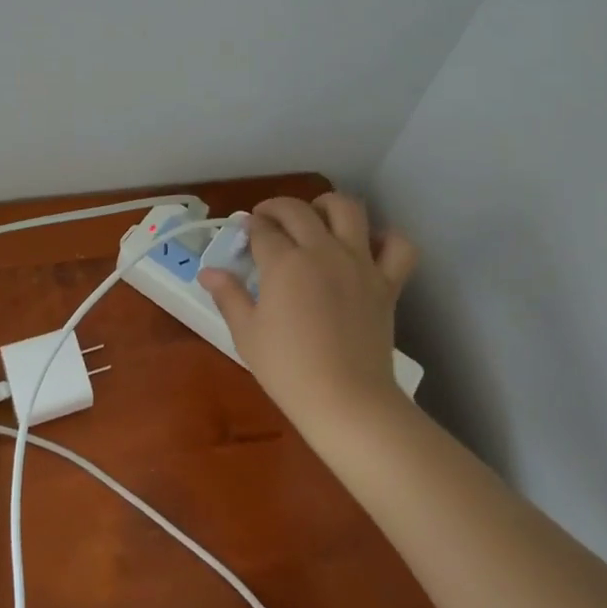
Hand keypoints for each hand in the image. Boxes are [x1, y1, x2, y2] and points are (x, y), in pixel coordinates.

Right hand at [198, 194, 418, 432]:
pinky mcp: (387, 282)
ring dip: (327, 206)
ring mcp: (359, 263)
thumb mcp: (247, 334)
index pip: (263, 229)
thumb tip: (208, 273)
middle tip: (267, 222)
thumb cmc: (288, 370)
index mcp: (284, 263)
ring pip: (348, 209)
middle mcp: (322, 251)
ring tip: (316, 219)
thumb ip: (229, 296)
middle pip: (298, 210)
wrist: (347, 401)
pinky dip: (386, 238)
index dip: (249, 228)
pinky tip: (368, 247)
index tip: (243, 235)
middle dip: (276, 208)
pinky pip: (398, 246)